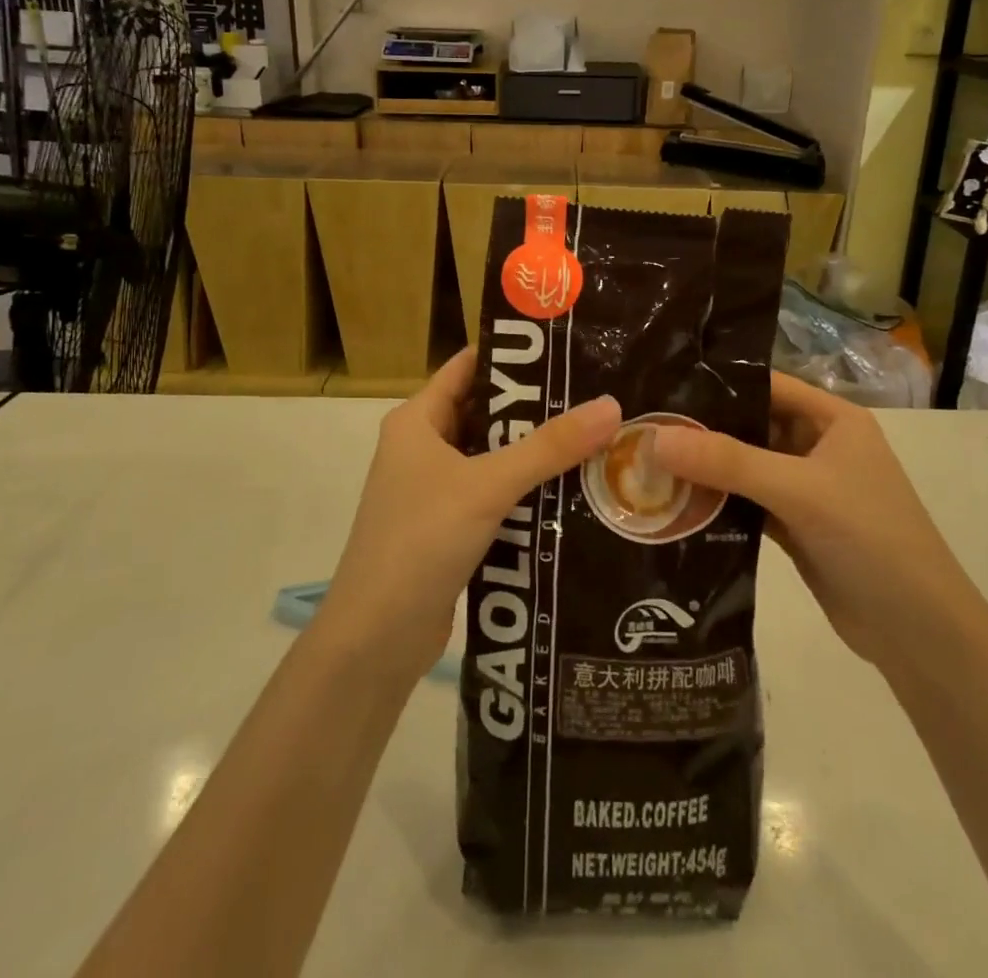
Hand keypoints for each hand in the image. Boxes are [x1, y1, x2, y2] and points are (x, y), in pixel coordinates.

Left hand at [317, 347, 620, 677]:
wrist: (376, 640)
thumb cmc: (420, 541)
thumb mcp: (487, 486)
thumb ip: (549, 447)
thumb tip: (611, 405)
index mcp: (417, 421)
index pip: (468, 367)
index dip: (513, 355)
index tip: (567, 347)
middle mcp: (423, 448)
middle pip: (486, 412)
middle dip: (536, 406)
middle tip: (595, 394)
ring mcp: (434, 490)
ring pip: (493, 457)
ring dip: (536, 452)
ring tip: (596, 436)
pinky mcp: (449, 528)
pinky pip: (494, 495)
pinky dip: (527, 490)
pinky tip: (572, 490)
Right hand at [652, 372, 968, 669]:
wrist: (919, 634)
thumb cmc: (871, 539)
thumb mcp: (800, 490)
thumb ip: (728, 461)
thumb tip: (655, 438)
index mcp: (833, 419)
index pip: (766, 385)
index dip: (718, 381)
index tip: (662, 383)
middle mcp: (818, 445)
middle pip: (750, 425)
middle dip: (702, 428)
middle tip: (641, 426)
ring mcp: (805, 488)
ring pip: (743, 466)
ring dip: (704, 468)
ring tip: (643, 460)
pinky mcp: (793, 526)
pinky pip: (744, 502)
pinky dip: (715, 502)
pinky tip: (672, 502)